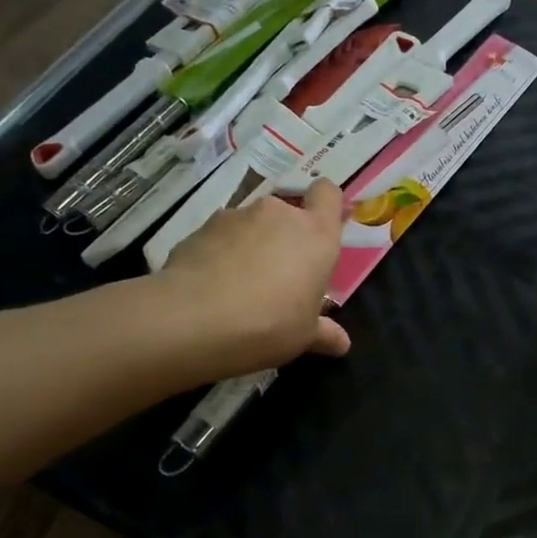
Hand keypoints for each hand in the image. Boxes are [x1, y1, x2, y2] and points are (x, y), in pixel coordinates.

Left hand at [156, 180, 351, 374]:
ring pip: (250, 225)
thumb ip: (324, 333)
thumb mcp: (304, 336)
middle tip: (278, 276)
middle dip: (283, 237)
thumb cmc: (270, 324)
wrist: (195, 320)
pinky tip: (210, 287)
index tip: (319, 230)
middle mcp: (278, 215)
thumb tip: (342, 344)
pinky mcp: (200, 228)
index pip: (327, 193)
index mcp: (316, 235)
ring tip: (238, 285)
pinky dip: (218, 254)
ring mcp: (235, 216)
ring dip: (249, 245)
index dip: (324, 205)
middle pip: (286, 213)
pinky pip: (219, 237)